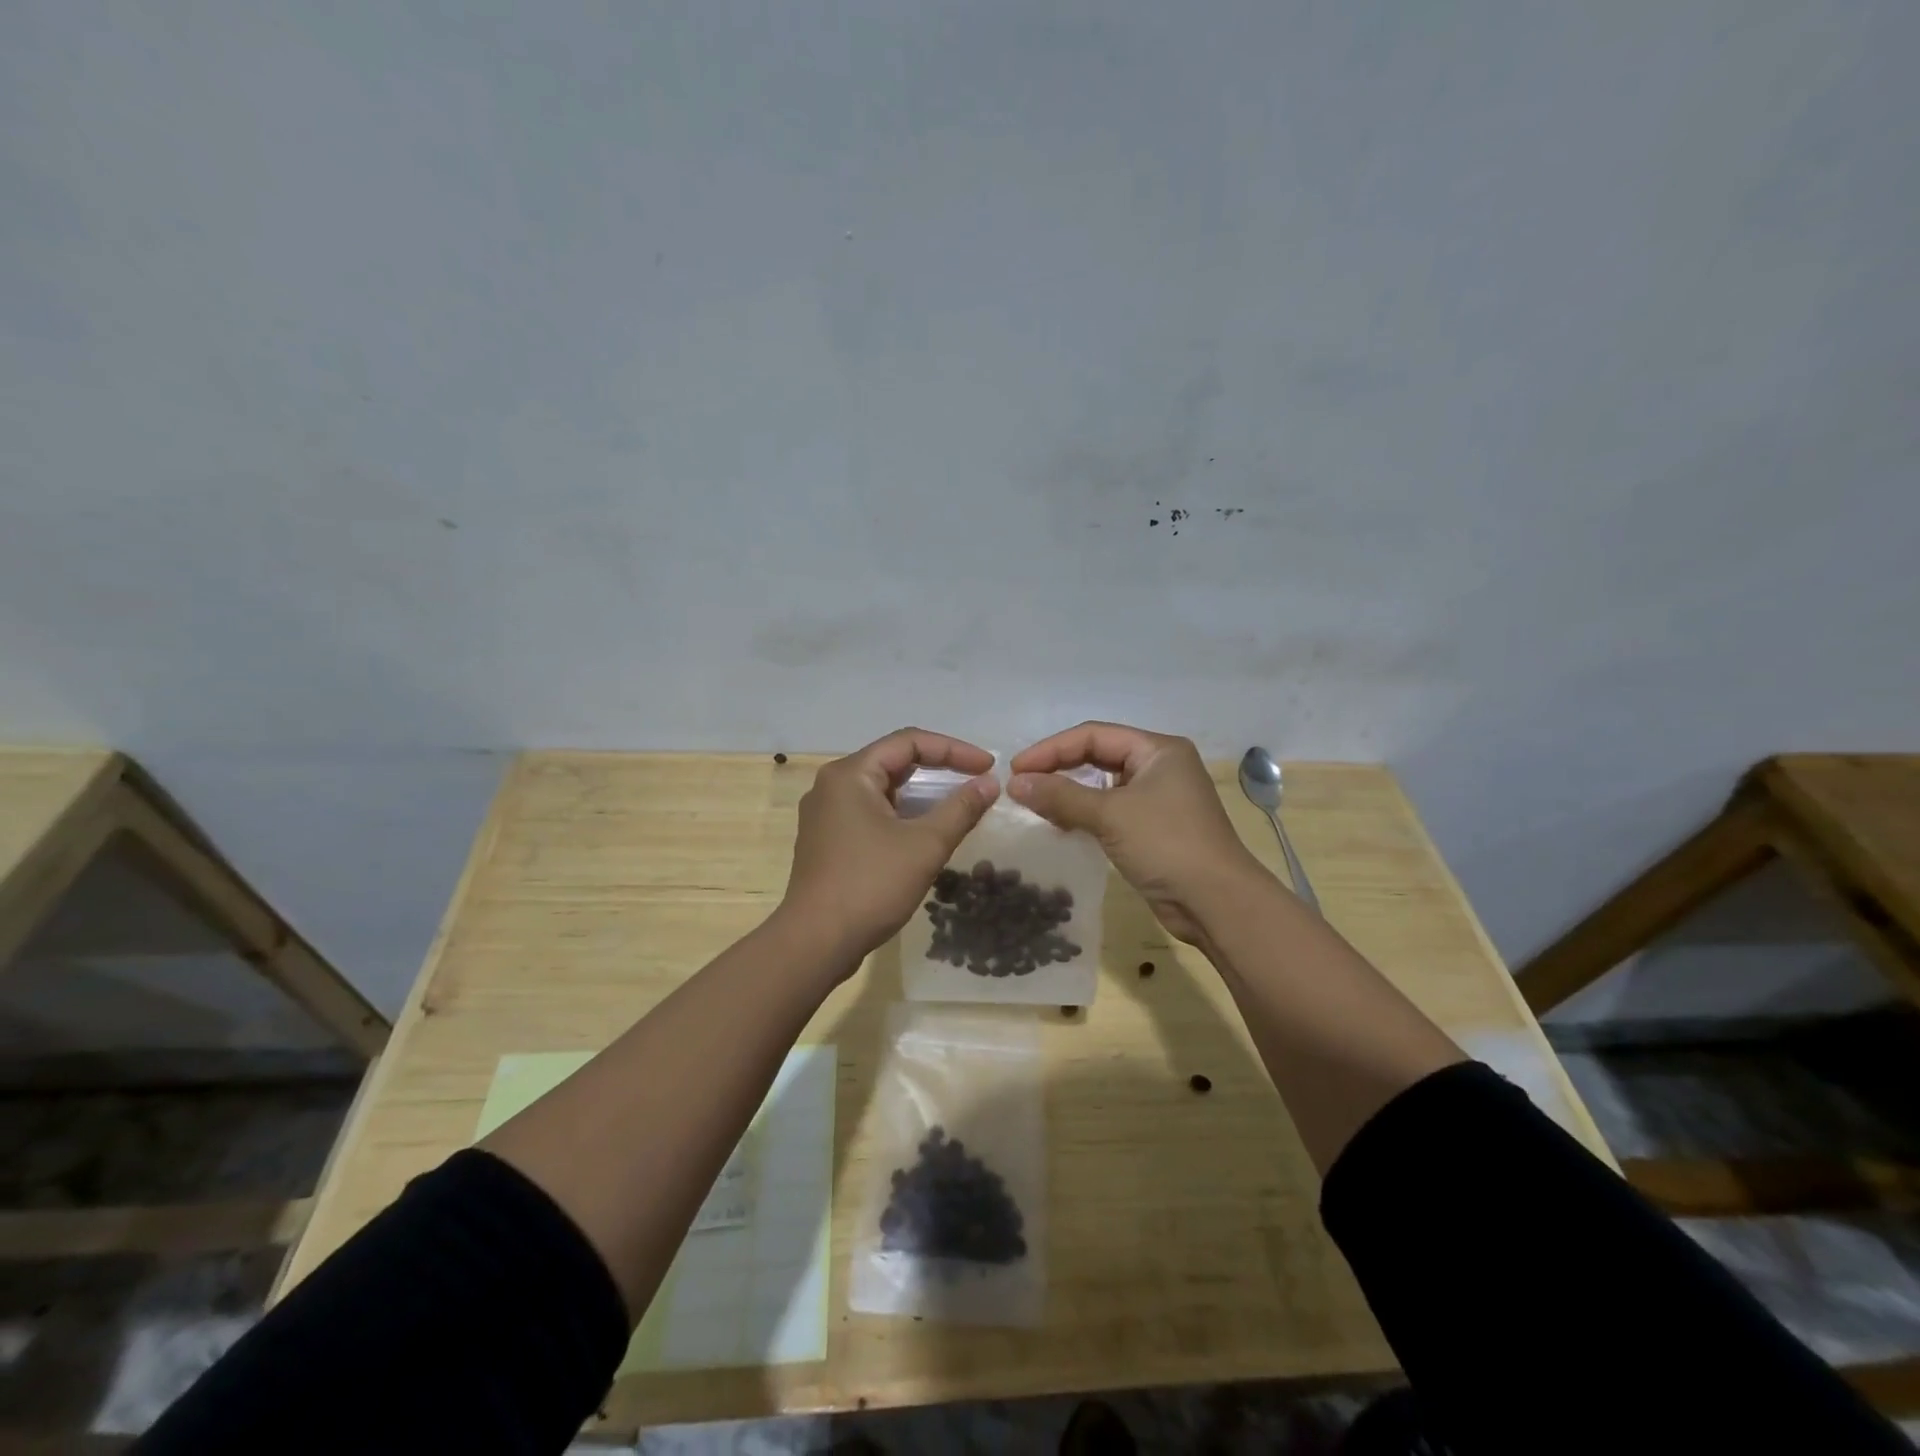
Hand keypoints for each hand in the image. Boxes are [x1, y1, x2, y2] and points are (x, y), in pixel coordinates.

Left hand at [780, 728, 998, 970]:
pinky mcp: (827, 839)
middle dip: (939, 768)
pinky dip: (902, 814)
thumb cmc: (870, 886)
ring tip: (958, 805)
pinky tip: (925, 831)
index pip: (909, 741)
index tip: (988, 767)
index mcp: (850, 774)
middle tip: (977, 781)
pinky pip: (871, 812)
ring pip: (883, 789)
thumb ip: (960, 809)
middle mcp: (832, 785)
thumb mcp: (925, 845)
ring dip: (922, 793)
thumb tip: (990, 782)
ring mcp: (826, 814)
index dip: (953, 749)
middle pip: (894, 761)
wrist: (815, 943)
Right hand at [1009, 721, 1267, 943]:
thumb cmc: (1167, 844)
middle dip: (1058, 768)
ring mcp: (1158, 799)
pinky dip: (1083, 814)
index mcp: (1157, 750)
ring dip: (1068, 792)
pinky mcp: (1153, 828)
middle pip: (1098, 756)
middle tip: (1021, 785)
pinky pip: (1110, 811)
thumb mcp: (1110, 815)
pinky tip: (1059, 825)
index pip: (1094, 736)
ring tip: (1034, 804)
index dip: (1051, 749)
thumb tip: (1014, 784)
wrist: (1217, 903)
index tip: (1016, 769)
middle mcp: (1159, 767)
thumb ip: (1061, 796)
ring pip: (1102, 785)